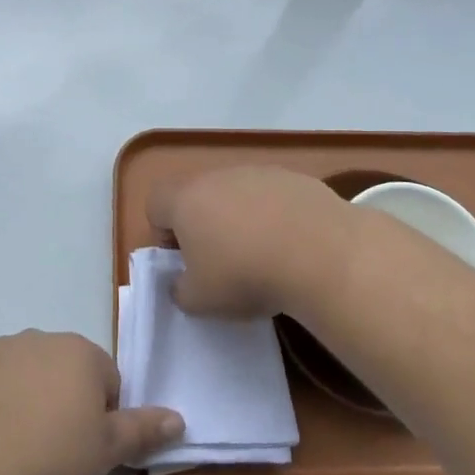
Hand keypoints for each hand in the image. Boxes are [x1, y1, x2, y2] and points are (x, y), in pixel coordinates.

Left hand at [0, 331, 181, 474]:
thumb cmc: (49, 457)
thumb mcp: (106, 450)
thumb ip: (143, 429)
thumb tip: (178, 417)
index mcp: (80, 351)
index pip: (106, 381)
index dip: (101, 418)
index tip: (85, 449)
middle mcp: (41, 338)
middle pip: (65, 372)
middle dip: (65, 403)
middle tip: (55, 451)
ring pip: (26, 376)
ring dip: (28, 401)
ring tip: (18, 448)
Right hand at [147, 166, 357, 319]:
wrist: (319, 252)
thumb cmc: (245, 275)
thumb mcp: (200, 301)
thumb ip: (181, 290)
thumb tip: (184, 282)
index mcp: (186, 200)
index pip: (155, 203)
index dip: (163, 232)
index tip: (184, 260)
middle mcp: (218, 176)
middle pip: (199, 195)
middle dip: (205, 225)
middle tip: (222, 262)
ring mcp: (258, 173)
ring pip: (238, 193)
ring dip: (242, 219)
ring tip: (263, 254)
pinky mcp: (294, 178)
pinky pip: (273, 196)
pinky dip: (276, 216)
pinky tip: (293, 245)